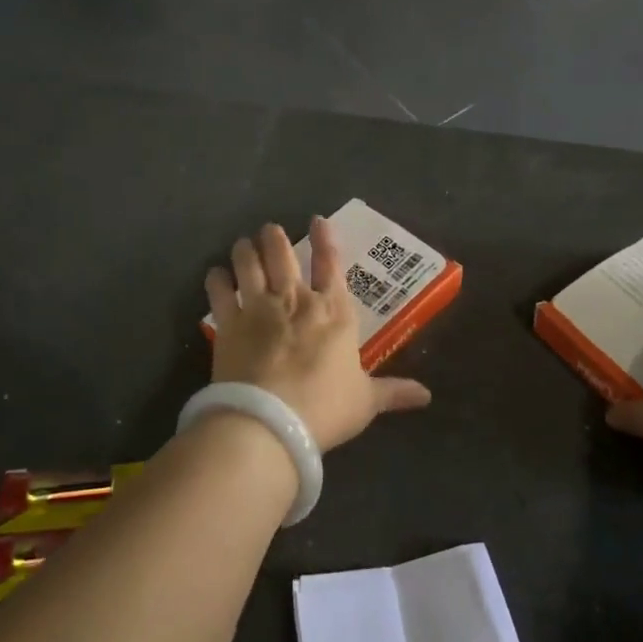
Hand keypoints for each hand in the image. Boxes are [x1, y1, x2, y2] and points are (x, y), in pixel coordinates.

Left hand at [203, 219, 431, 451]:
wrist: (269, 422)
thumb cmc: (324, 408)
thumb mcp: (365, 402)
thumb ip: (393, 392)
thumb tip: (427, 395)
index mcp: (333, 312)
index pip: (331, 265)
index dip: (325, 239)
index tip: (317, 219)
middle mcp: (295, 300)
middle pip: (283, 255)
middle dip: (276, 237)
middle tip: (270, 229)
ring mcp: (258, 308)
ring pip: (249, 264)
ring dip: (245, 250)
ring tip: (243, 244)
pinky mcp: (228, 324)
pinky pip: (219, 292)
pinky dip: (217, 279)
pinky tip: (216, 274)